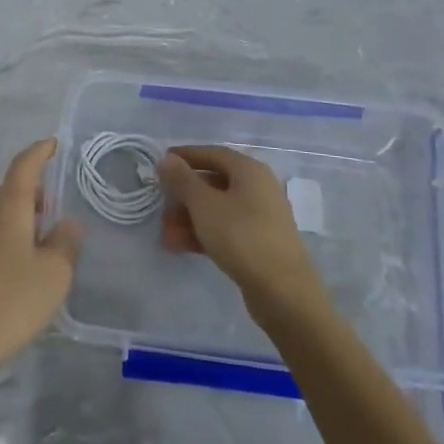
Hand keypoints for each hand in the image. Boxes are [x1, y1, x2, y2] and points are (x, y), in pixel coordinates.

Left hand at [0, 138, 80, 391]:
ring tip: (50, 229)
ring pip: (4, 213)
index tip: (54, 143)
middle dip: (36, 186)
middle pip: (12, 189)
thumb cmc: (13, 301)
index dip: (39, 152)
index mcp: (8, 209)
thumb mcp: (54, 273)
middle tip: (61, 194)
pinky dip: (16, 234)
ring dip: (27, 213)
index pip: (23, 167)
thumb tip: (68, 223)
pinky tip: (30, 260)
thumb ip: (66, 243)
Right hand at [158, 145, 322, 306]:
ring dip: (189, 218)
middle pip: (213, 182)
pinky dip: (204, 234)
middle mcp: (258, 188)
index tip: (161, 163)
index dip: (186, 156)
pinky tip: (181, 247)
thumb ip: (182, 179)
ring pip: (217, 209)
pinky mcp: (260, 243)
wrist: (283, 291)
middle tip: (160, 206)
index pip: (212, 153)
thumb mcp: (204, 204)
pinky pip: (226, 229)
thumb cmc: (241, 236)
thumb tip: (168, 159)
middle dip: (183, 195)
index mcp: (249, 170)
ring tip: (166, 234)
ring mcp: (261, 217)